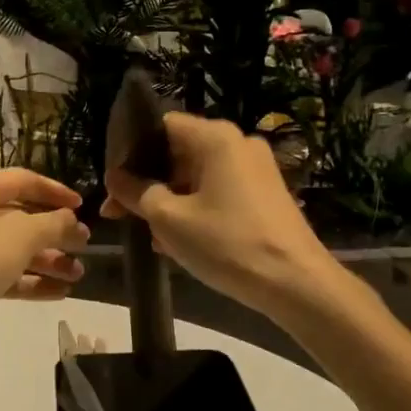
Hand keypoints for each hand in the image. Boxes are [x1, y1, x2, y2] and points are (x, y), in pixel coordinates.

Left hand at [0, 168, 89, 318]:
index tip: (82, 207)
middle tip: (85, 245)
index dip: (55, 191)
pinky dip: (31, 281)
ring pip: (15, 249)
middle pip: (21, 217)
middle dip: (55, 231)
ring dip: (48, 260)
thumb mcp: (22, 235)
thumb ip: (53, 224)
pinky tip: (60, 292)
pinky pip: (6, 275)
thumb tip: (71, 221)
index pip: (24, 180)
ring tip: (78, 274)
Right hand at [103, 113, 333, 316]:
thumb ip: (136, 192)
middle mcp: (238, 143)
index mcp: (216, 138)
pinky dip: (195, 209)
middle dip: (147, 183)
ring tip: (148, 235)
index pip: (161, 126)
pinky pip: (218, 192)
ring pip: (197, 176)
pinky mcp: (265, 194)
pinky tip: (178, 242)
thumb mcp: (169, 219)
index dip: (131, 151)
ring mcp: (255, 169)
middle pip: (179, 152)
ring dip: (169, 200)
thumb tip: (114, 176)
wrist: (297, 284)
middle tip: (119, 213)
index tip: (113, 182)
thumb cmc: (228, 244)